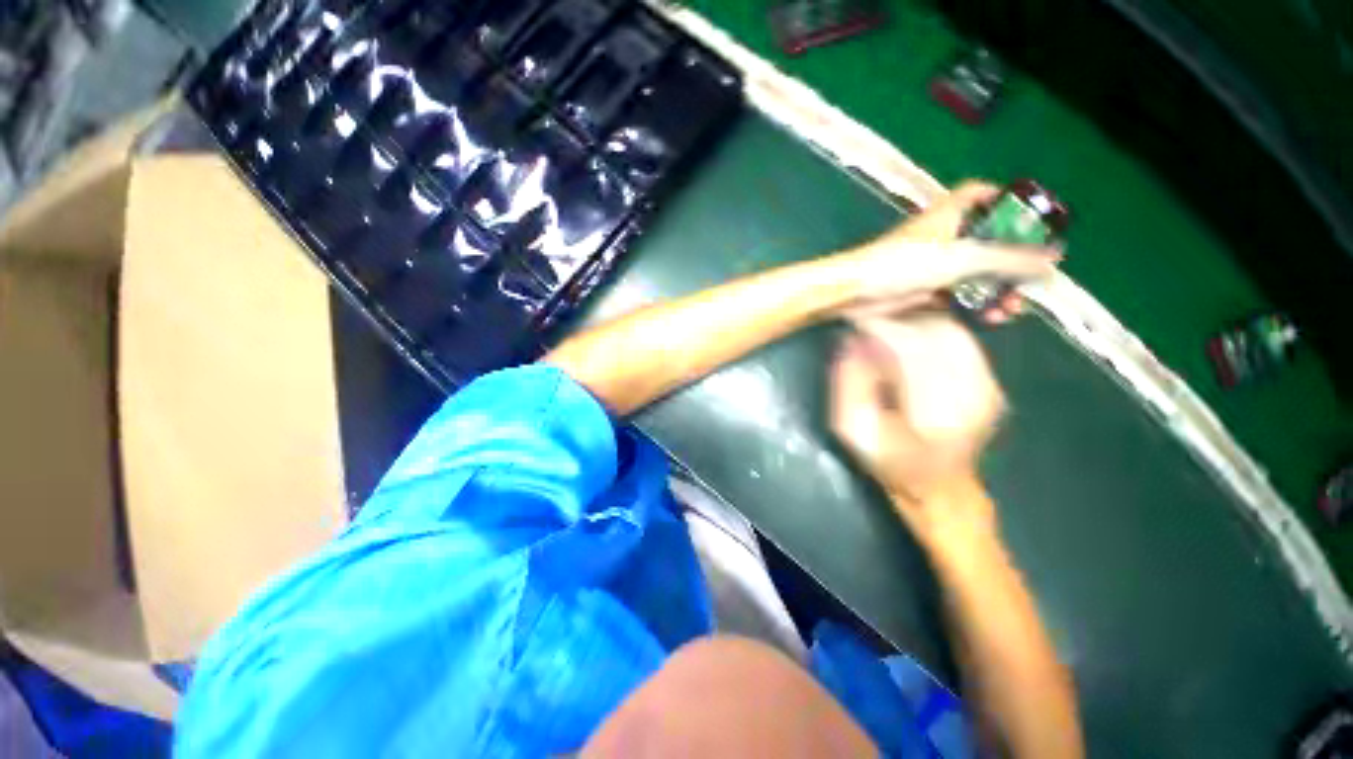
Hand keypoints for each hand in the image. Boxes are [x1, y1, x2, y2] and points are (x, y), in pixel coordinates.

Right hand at [830, 313, 1004, 551]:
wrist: (938, 485)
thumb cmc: (889, 461)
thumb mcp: (852, 430)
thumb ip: (848, 384)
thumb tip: (852, 339)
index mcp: (936, 414)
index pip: (911, 348)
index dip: (881, 326)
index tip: (855, 318)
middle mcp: (973, 395)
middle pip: (936, 331)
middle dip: (897, 318)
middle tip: (867, 320)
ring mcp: (990, 386)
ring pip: (951, 329)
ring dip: (914, 321)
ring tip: (885, 325)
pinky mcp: (992, 381)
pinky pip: (961, 339)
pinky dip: (931, 329)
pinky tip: (908, 337)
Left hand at [840, 181, 1059, 316]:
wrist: (855, 293)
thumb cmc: (904, 264)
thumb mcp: (961, 258)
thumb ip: (1008, 259)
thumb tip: (1054, 261)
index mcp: (951, 214)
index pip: (983, 194)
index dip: (1009, 201)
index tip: (1033, 219)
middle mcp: (944, 236)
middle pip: (988, 241)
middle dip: (1013, 262)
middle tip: (1032, 283)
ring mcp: (933, 264)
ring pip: (975, 272)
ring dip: (997, 290)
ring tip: (1012, 311)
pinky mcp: (924, 289)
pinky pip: (959, 294)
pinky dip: (975, 304)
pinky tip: (990, 319)